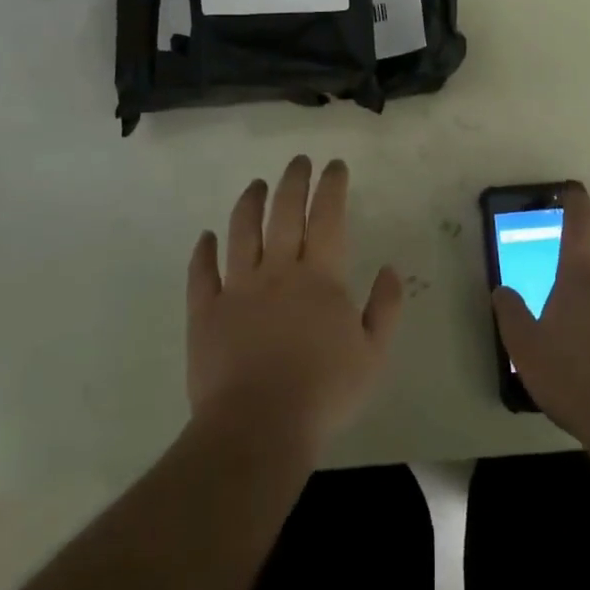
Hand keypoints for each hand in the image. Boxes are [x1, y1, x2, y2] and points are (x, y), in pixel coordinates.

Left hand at [187, 155, 403, 455]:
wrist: (257, 428)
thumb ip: (385, 308)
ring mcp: (237, 288)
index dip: (332, 186)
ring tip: (256, 185)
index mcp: (320, 277)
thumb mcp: (373, 355)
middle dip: (293, 181)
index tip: (334, 165)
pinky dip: (203, 251)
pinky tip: (206, 237)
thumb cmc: (323, 393)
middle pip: (285, 213)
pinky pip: (201, 273)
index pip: (328, 217)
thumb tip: (389, 269)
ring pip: (242, 232)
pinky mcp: (205, 311)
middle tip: (298, 161)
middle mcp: (278, 270)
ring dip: (250, 203)